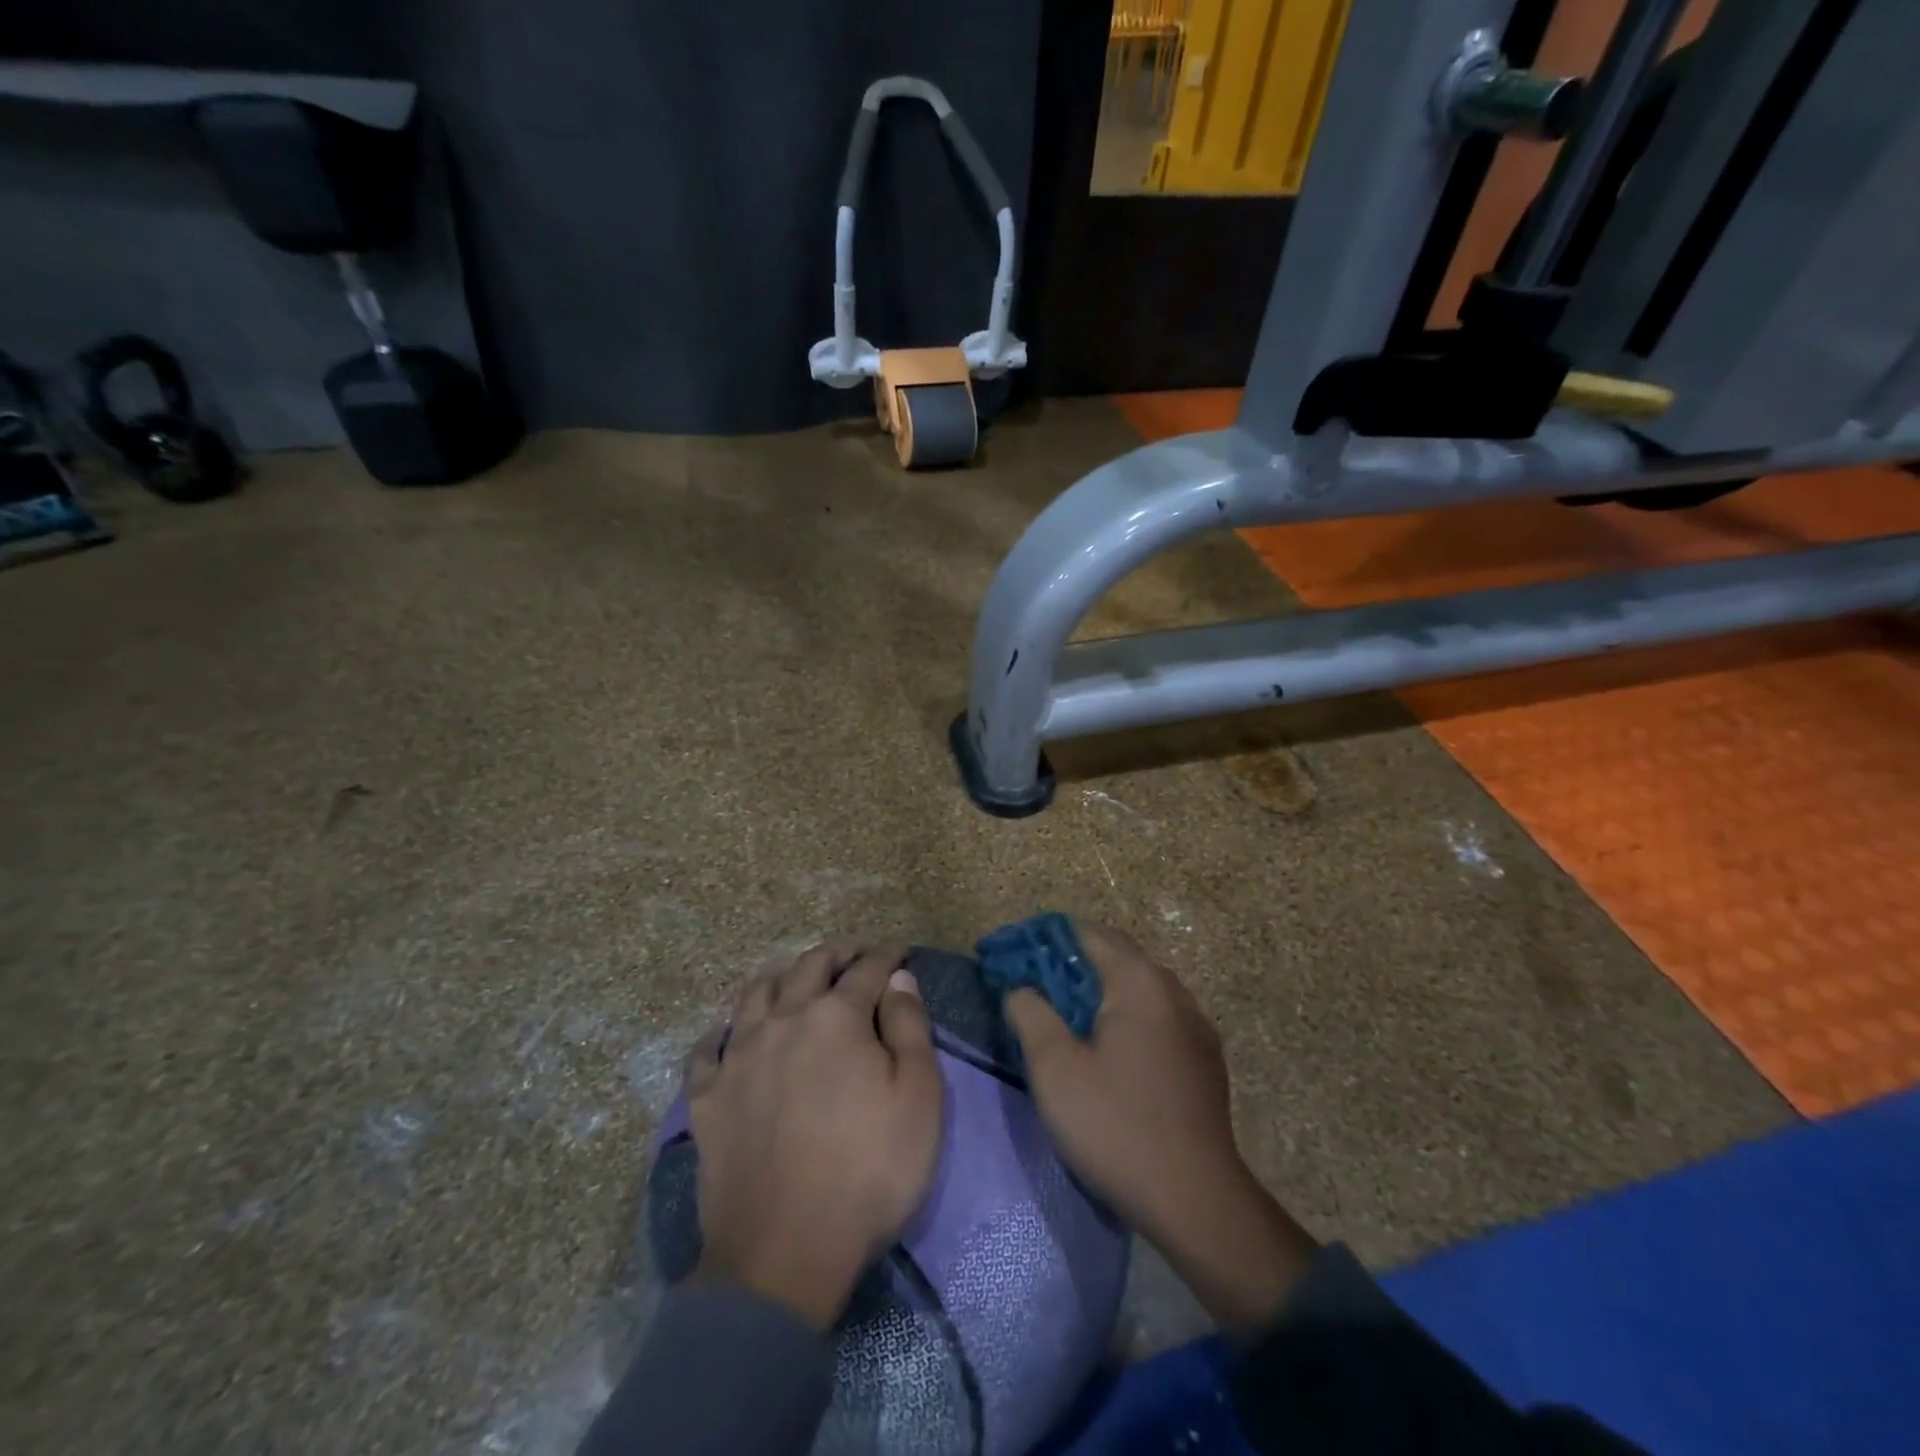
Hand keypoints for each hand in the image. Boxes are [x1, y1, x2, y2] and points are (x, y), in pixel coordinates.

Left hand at [683, 940, 943, 1329]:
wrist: (784, 1254)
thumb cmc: (868, 1172)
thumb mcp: (919, 1099)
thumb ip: (910, 1027)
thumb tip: (899, 979)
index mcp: (836, 1017)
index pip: (866, 969)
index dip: (887, 955)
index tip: (900, 952)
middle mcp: (783, 1020)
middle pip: (808, 965)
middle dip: (837, 952)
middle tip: (854, 952)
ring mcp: (738, 1056)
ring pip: (754, 993)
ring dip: (781, 976)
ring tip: (795, 979)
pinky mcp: (707, 1097)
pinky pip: (707, 1049)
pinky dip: (723, 1032)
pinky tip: (731, 1036)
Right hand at [1004, 923, 1318, 1329]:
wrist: (1196, 1201)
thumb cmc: (1116, 1126)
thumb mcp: (1055, 1069)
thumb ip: (1030, 1013)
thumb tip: (1020, 987)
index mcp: (1139, 982)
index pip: (1087, 934)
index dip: (1045, 939)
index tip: (1013, 955)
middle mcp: (1172, 990)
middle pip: (1116, 956)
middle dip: (1071, 963)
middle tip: (1031, 984)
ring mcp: (1195, 1024)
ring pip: (1138, 987)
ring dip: (1100, 990)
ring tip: (1064, 1014)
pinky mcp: (1204, 1057)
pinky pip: (1156, 1016)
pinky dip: (1125, 1015)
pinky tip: (1107, 1048)